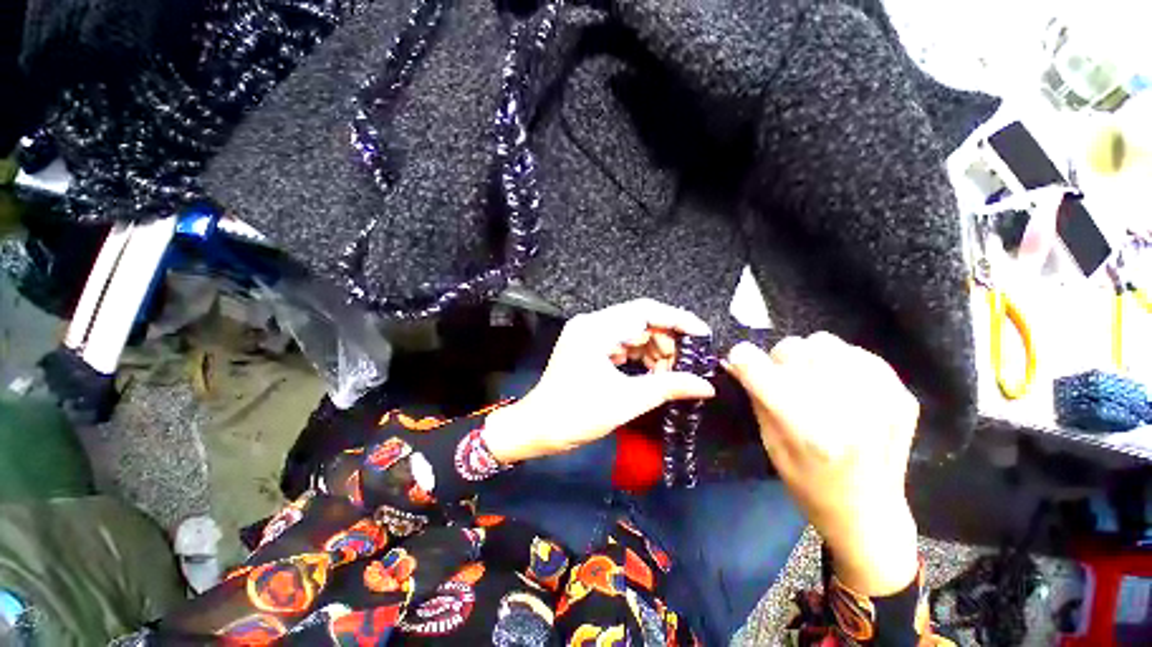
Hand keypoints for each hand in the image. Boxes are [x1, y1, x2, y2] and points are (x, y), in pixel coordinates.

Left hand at [484, 299, 715, 463]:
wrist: (537, 428)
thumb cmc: (576, 415)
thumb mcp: (626, 401)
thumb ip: (668, 388)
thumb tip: (707, 386)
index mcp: (596, 329)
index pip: (644, 311)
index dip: (677, 319)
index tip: (703, 335)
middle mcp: (592, 324)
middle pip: (640, 321)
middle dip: (667, 342)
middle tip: (687, 366)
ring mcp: (590, 334)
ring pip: (634, 333)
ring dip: (655, 352)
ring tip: (671, 376)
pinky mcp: (590, 347)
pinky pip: (623, 344)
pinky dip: (641, 358)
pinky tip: (654, 374)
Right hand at [725, 334, 919, 595]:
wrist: (869, 514)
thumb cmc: (810, 486)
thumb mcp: (770, 445)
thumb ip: (757, 397)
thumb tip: (740, 362)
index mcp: (805, 429)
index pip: (758, 368)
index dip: (742, 358)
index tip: (741, 361)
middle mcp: (845, 411)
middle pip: (793, 348)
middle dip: (777, 358)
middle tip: (782, 377)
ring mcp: (880, 400)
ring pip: (825, 342)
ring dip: (810, 356)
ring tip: (814, 379)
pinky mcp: (901, 396)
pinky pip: (858, 353)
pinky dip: (841, 361)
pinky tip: (841, 385)